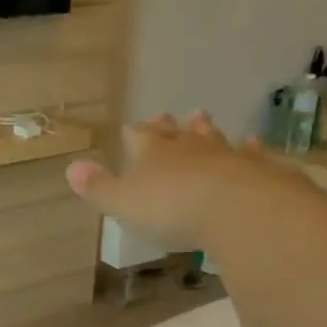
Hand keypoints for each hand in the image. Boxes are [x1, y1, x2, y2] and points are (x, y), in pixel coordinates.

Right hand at [66, 112, 280, 247]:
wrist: (234, 209)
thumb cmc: (170, 209)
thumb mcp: (123, 204)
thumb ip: (99, 187)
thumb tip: (71, 167)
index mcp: (152, 153)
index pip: (138, 136)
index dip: (133, 134)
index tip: (130, 129)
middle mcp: (187, 146)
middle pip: (176, 131)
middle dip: (169, 126)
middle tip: (168, 117)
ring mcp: (224, 154)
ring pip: (211, 136)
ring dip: (205, 129)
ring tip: (201, 117)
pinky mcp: (255, 168)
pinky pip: (251, 153)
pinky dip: (250, 148)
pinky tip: (254, 143)